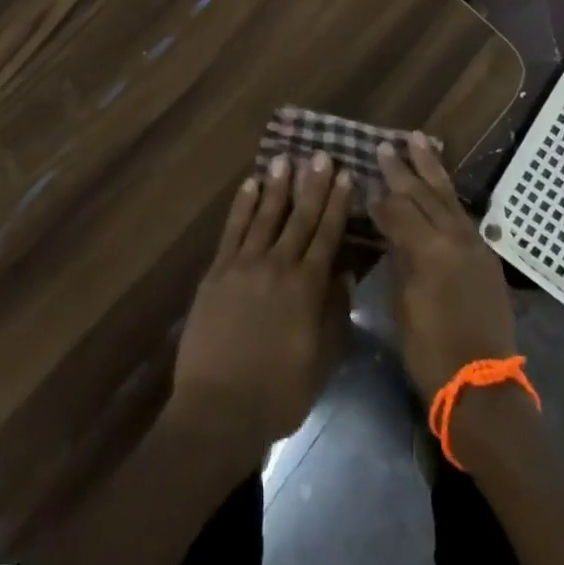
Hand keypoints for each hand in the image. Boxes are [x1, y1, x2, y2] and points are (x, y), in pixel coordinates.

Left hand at [169, 153, 351, 461]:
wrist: (218, 409)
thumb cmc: (277, 394)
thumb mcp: (320, 362)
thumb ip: (333, 316)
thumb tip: (344, 276)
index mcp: (307, 288)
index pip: (327, 236)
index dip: (337, 204)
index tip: (345, 175)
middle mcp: (278, 266)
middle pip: (299, 218)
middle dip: (312, 185)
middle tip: (320, 155)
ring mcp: (244, 265)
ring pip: (265, 216)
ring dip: (277, 186)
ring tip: (286, 159)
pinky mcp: (217, 272)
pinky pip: (233, 230)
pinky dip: (242, 206)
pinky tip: (250, 185)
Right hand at [373, 134, 517, 402]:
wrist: (482, 387)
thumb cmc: (430, 352)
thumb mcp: (403, 304)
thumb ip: (399, 257)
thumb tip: (389, 227)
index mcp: (429, 250)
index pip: (399, 209)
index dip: (380, 195)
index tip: (363, 176)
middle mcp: (454, 238)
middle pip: (425, 194)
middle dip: (403, 169)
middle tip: (385, 146)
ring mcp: (474, 245)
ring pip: (448, 196)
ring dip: (431, 169)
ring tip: (418, 140)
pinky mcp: (485, 256)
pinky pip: (462, 214)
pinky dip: (448, 195)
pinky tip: (440, 185)